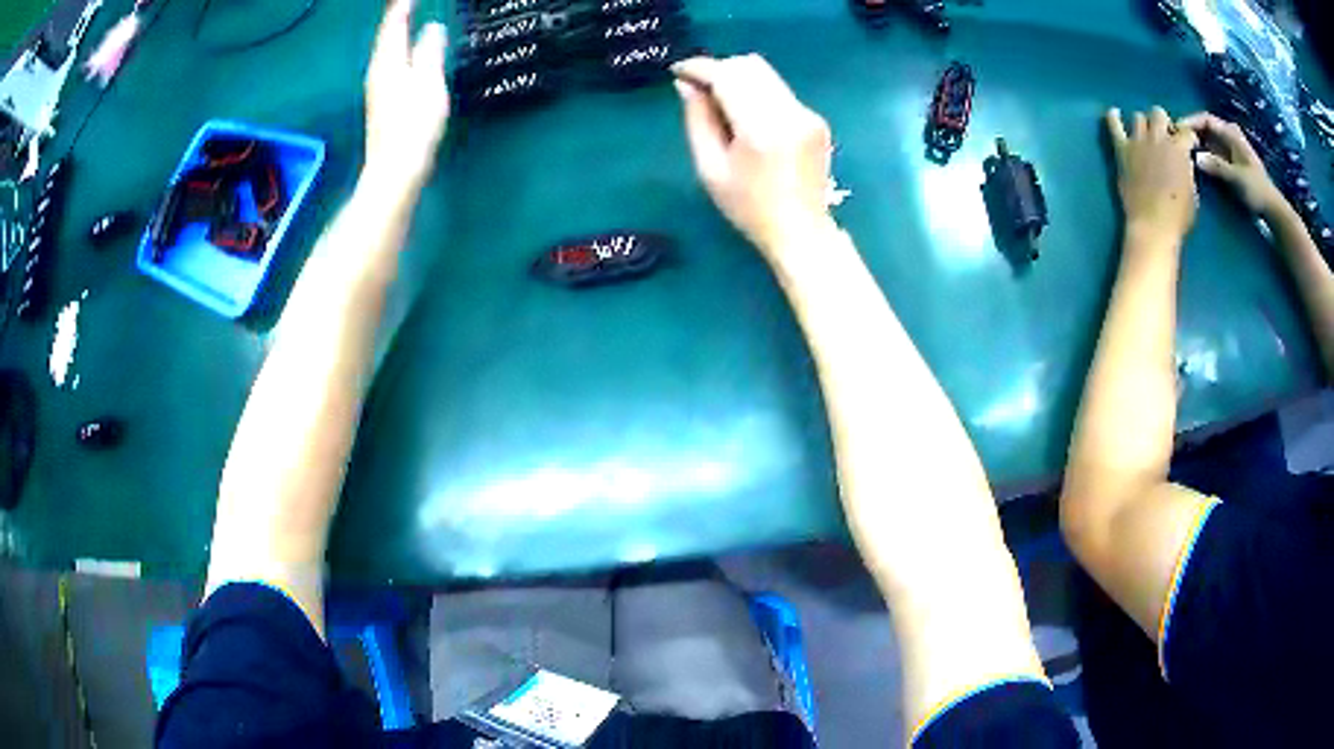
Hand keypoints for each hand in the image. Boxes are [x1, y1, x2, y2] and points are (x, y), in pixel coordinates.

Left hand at [364, 0, 448, 187]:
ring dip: (395, 33)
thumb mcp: (428, 82)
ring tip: (405, 20)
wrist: (395, 170)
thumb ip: (429, 52)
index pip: (394, 26)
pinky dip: (397, 50)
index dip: (403, 8)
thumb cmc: (413, 125)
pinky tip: (404, 53)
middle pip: (386, 37)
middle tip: (407, 3)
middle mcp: (379, 72)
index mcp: (389, 63)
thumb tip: (432, 27)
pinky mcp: (382, 103)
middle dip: (396, 18)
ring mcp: (378, 89)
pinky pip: (390, 64)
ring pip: (386, 51)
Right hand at [672, 55, 835, 255]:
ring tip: (720, 102)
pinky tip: (747, 117)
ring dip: (738, 78)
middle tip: (698, 87)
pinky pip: (779, 91)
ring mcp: (807, 114)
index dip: (699, 68)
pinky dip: (757, 92)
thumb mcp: (710, 168)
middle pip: (749, 66)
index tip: (678, 70)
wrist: (801, 231)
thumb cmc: (748, 207)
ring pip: (766, 74)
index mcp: (761, 129)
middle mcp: (789, 113)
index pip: (727, 77)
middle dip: (719, 69)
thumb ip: (697, 120)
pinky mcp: (816, 119)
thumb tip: (685, 85)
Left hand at [1106, 107, 1199, 242]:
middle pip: (1158, 113)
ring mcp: (1139, 141)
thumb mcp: (1193, 193)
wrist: (1153, 225)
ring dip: (1143, 123)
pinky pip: (1114, 125)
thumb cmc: (1178, 216)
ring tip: (1145, 134)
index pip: (1186, 130)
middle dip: (1163, 122)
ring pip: (1138, 117)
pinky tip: (1114, 113)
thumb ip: (1187, 170)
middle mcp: (1158, 138)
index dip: (1188, 136)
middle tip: (1164, 136)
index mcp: (1179, 149)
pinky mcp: (1122, 149)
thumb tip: (1184, 161)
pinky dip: (1113, 117)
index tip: (1188, 143)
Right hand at [1178, 112, 1286, 217]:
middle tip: (1177, 142)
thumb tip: (1195, 159)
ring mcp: (1230, 149)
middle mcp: (1229, 136)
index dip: (1191, 121)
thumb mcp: (1237, 178)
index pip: (1206, 119)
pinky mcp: (1230, 162)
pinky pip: (1213, 152)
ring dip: (1197, 144)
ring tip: (1184, 152)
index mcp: (1231, 133)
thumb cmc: (1257, 191)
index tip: (1177, 131)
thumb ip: (1217, 167)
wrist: (1272, 210)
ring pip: (1209, 140)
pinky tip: (1197, 163)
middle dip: (1192, 133)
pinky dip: (1204, 154)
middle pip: (1206, 128)